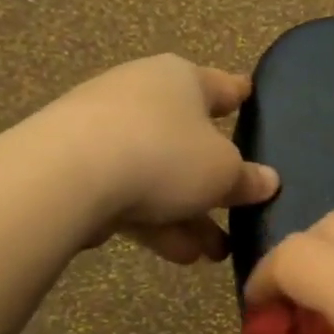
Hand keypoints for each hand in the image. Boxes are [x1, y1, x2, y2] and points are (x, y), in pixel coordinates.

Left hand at [32, 54, 279, 261]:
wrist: (65, 176)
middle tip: (239, 214)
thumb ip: (247, 178)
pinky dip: (155, 221)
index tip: (251, 98)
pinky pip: (128, 193)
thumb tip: (268, 180)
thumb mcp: (223, 172)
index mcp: (181, 79)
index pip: (222, 86)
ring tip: (212, 254)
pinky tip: (178, 255)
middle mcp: (142, 95)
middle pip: (189, 140)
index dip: (241, 96)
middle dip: (215, 185)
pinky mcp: (76, 166)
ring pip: (159, 174)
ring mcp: (104, 130)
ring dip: (188, 215)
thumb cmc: (164, 155)